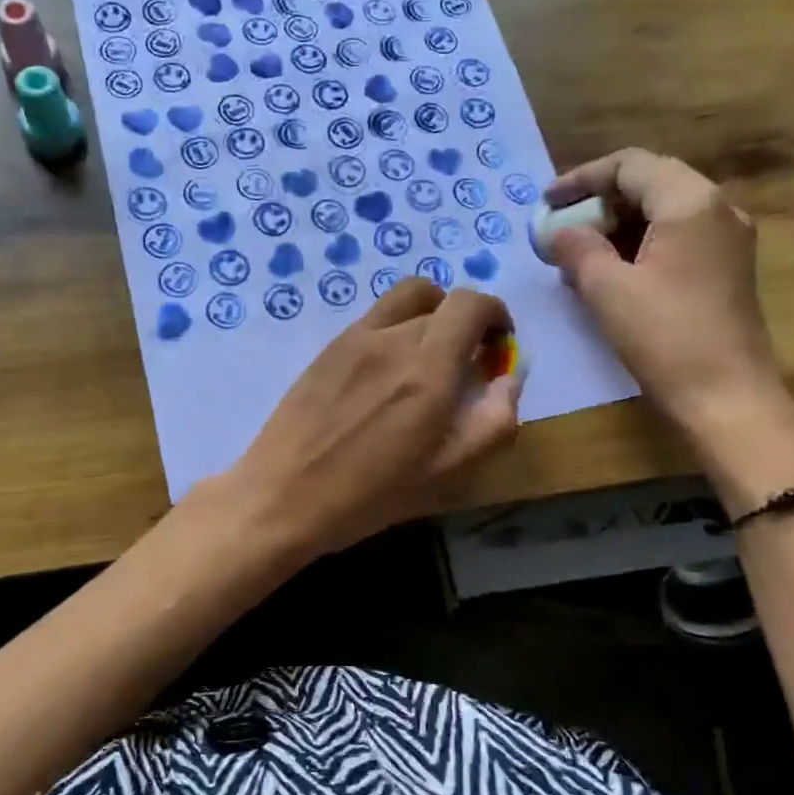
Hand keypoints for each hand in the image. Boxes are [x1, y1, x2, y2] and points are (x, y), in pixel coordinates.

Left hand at [218, 279, 522, 559]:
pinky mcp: (328, 347)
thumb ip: (494, 420)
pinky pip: (375, 318)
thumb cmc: (372, 495)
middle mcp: (392, 338)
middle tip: (464, 365)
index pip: (472, 304)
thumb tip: (509, 377)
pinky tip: (386, 374)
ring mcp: (354, 338)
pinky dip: (396, 328)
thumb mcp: (449, 472)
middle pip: (441, 302)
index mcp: (428, 368)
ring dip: (430, 314)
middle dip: (465, 325)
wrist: (284, 496)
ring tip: (427, 358)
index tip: (497, 347)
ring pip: (405, 298)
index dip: (495, 315)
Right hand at [543, 149, 780, 427]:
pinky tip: (608, 271)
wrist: (727, 398)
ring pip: (662, 211)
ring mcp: (727, 239)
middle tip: (559, 226)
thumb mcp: (607, 289)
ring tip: (576, 252)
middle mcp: (717, 209)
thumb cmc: (665, 338)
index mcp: (690, 202)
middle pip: (649, 182)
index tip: (545, 202)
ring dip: (616, 224)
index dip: (581, 178)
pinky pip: (676, 237)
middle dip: (598, 200)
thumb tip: (559, 231)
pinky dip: (638, 244)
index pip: (629, 165)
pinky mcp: (725, 269)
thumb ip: (577, 248)